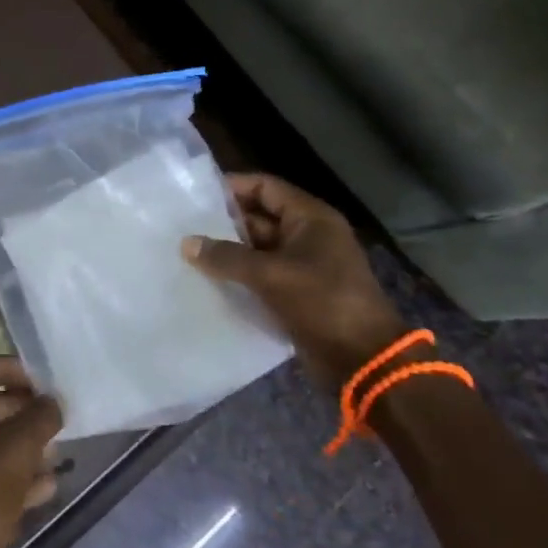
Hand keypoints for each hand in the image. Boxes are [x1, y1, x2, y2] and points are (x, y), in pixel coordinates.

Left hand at [0, 358, 62, 547]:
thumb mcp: (17, 447)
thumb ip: (39, 416)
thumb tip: (53, 401)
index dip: (8, 370)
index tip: (39, 380)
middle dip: (18, 413)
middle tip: (50, 418)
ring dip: (18, 448)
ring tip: (55, 453)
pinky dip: (7, 477)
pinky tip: (45, 487)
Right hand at [182, 173, 406, 392]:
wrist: (364, 361)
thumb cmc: (323, 303)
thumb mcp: (271, 275)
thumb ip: (227, 257)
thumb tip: (186, 243)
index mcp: (310, 218)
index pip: (265, 187)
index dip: (232, 187)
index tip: (195, 196)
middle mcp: (307, 235)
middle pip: (258, 217)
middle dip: (223, 223)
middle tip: (183, 227)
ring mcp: (303, 265)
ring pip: (257, 249)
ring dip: (227, 252)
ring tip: (187, 253)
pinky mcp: (296, 292)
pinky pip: (261, 275)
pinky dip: (238, 276)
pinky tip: (206, 280)